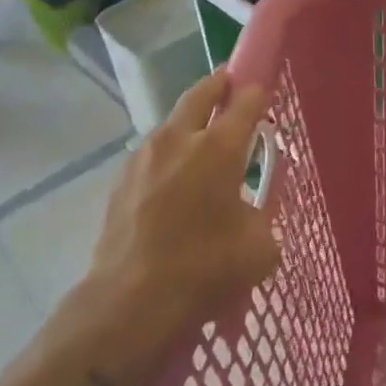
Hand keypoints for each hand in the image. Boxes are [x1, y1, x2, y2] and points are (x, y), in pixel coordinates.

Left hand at [40, 71, 278, 385]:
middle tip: (231, 83)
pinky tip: (174, 178)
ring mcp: (144, 156)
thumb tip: (249, 213)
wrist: (129, 302)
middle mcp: (180, 139)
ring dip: (190, 120)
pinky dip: (168, 152)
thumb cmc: (204, 269)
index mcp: (219, 148)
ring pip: (172, 121)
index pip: (245, 101)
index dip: (258, 93)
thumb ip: (262, 217)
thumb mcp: (259, 248)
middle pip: (202, 93)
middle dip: (219, 84)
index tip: (264, 93)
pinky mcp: (121, 180)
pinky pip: (152, 152)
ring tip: (202, 137)